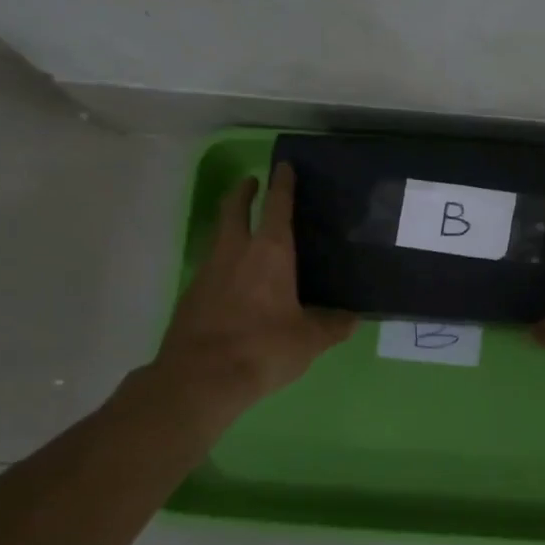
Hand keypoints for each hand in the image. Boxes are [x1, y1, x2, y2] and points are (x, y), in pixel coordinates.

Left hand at [147, 163, 355, 416]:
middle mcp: (237, 252)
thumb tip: (352, 318)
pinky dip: (223, 261)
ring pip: (219, 236)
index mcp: (271, 252)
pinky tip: (233, 280)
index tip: (283, 166)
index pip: (278, 205)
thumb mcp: (309, 340)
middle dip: (243, 191)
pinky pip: (211, 266)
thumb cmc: (263, 348)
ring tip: (244, 230)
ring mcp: (209, 271)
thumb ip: (332, 326)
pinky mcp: (192, 295)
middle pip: (234, 209)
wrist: (200, 378)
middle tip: (251, 182)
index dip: (282, 183)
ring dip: (230, 224)